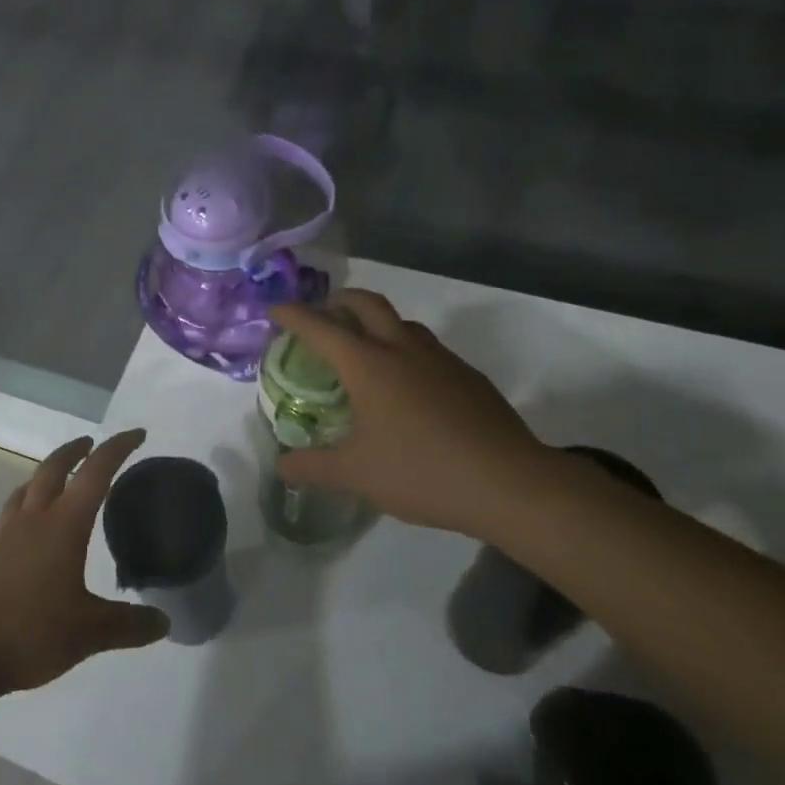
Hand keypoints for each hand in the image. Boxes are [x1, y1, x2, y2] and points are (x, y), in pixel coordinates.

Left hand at [0, 430, 168, 699]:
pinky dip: (28, 507)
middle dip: (74, 451)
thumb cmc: (29, 632)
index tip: (137, 433)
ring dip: (46, 475)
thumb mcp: (89, 633)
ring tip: (59, 479)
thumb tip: (165, 622)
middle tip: (91, 444)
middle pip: (53, 470)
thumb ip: (129, 625)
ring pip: (27, 490)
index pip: (95, 473)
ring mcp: (5, 539)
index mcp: (63, 526)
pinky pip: (12, 517)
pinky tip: (32, 533)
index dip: (117, 449)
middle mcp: (33, 521)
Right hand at [269, 290, 554, 537]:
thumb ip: (313, 467)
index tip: (275, 309)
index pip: (320, 327)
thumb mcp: (357, 475)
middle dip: (338, 301)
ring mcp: (440, 359)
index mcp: (368, 365)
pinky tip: (408, 386)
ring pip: (401, 322)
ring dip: (376, 322)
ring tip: (364, 348)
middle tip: (323, 316)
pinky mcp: (468, 376)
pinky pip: (427, 348)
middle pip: (366, 303)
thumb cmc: (422, 471)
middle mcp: (402, 349)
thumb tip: (282, 465)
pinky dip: (405, 349)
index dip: (293, 315)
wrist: (509, 483)